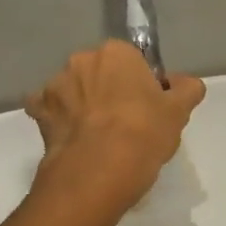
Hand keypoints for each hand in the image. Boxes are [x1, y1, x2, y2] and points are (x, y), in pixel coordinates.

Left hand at [25, 40, 204, 213]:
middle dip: (109, 91)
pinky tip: (73, 142)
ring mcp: (55, 86)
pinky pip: (49, 112)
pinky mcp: (38, 114)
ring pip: (74, 92)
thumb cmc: (143, 135)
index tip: (149, 109)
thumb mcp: (179, 112)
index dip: (141, 85)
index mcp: (116, 53)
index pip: (133, 62)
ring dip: (83, 106)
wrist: (97, 173)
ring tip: (98, 139)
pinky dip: (60, 123)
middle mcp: (81, 61)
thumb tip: (185, 83)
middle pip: (100, 74)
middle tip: (126, 125)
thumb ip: (187, 90)